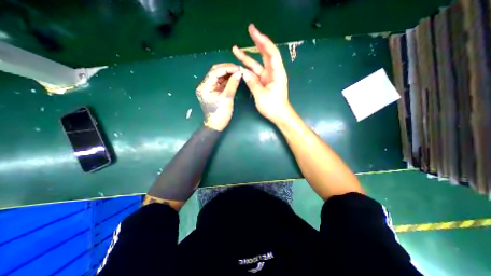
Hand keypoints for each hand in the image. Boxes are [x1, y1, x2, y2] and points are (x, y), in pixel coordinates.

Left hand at [196, 63, 240, 129]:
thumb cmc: (220, 114)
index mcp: (205, 87)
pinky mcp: (213, 91)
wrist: (216, 125)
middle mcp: (205, 85)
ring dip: (227, 73)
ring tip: (237, 72)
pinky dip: (227, 79)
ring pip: (218, 76)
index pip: (215, 72)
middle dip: (227, 69)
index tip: (238, 68)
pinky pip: (220, 82)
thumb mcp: (227, 99)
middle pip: (215, 71)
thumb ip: (232, 84)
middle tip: (238, 69)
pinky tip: (234, 77)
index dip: (227, 68)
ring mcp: (209, 88)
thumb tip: (239, 73)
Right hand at [233, 24, 292, 125]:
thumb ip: (252, 83)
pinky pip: (255, 73)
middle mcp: (273, 72)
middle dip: (257, 42)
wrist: (279, 115)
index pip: (271, 53)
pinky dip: (248, 69)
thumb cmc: (273, 106)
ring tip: (236, 49)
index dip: (263, 41)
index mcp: (277, 73)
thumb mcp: (261, 95)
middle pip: (265, 54)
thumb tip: (242, 72)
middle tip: (249, 30)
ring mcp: (268, 77)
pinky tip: (240, 65)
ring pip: (257, 64)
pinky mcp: (264, 82)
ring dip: (248, 57)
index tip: (254, 33)